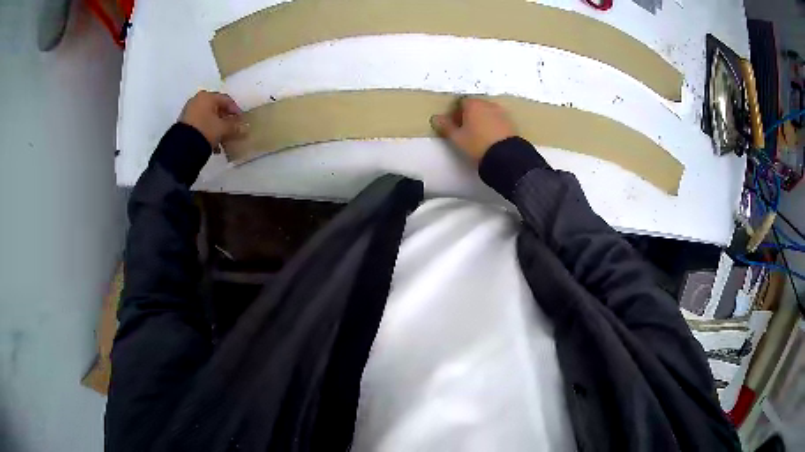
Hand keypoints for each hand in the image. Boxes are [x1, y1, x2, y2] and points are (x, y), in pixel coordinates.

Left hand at [179, 91, 245, 148]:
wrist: (182, 146)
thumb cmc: (206, 130)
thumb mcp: (223, 128)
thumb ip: (234, 127)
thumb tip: (245, 128)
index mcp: (208, 97)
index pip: (226, 100)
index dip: (236, 110)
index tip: (241, 121)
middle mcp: (197, 100)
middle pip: (216, 108)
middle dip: (225, 120)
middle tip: (232, 129)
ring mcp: (189, 111)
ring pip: (208, 117)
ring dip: (217, 128)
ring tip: (223, 140)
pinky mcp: (184, 123)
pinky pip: (200, 124)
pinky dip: (208, 131)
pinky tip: (213, 144)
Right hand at [430, 98, 516, 163]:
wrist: (505, 156)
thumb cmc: (476, 144)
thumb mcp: (457, 138)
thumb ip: (445, 126)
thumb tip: (436, 118)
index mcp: (473, 104)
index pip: (460, 103)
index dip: (455, 113)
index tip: (454, 126)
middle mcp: (488, 104)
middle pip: (474, 106)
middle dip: (468, 115)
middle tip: (465, 131)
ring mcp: (501, 112)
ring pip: (487, 113)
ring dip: (481, 120)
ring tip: (478, 136)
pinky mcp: (511, 122)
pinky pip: (497, 120)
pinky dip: (492, 125)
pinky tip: (490, 138)